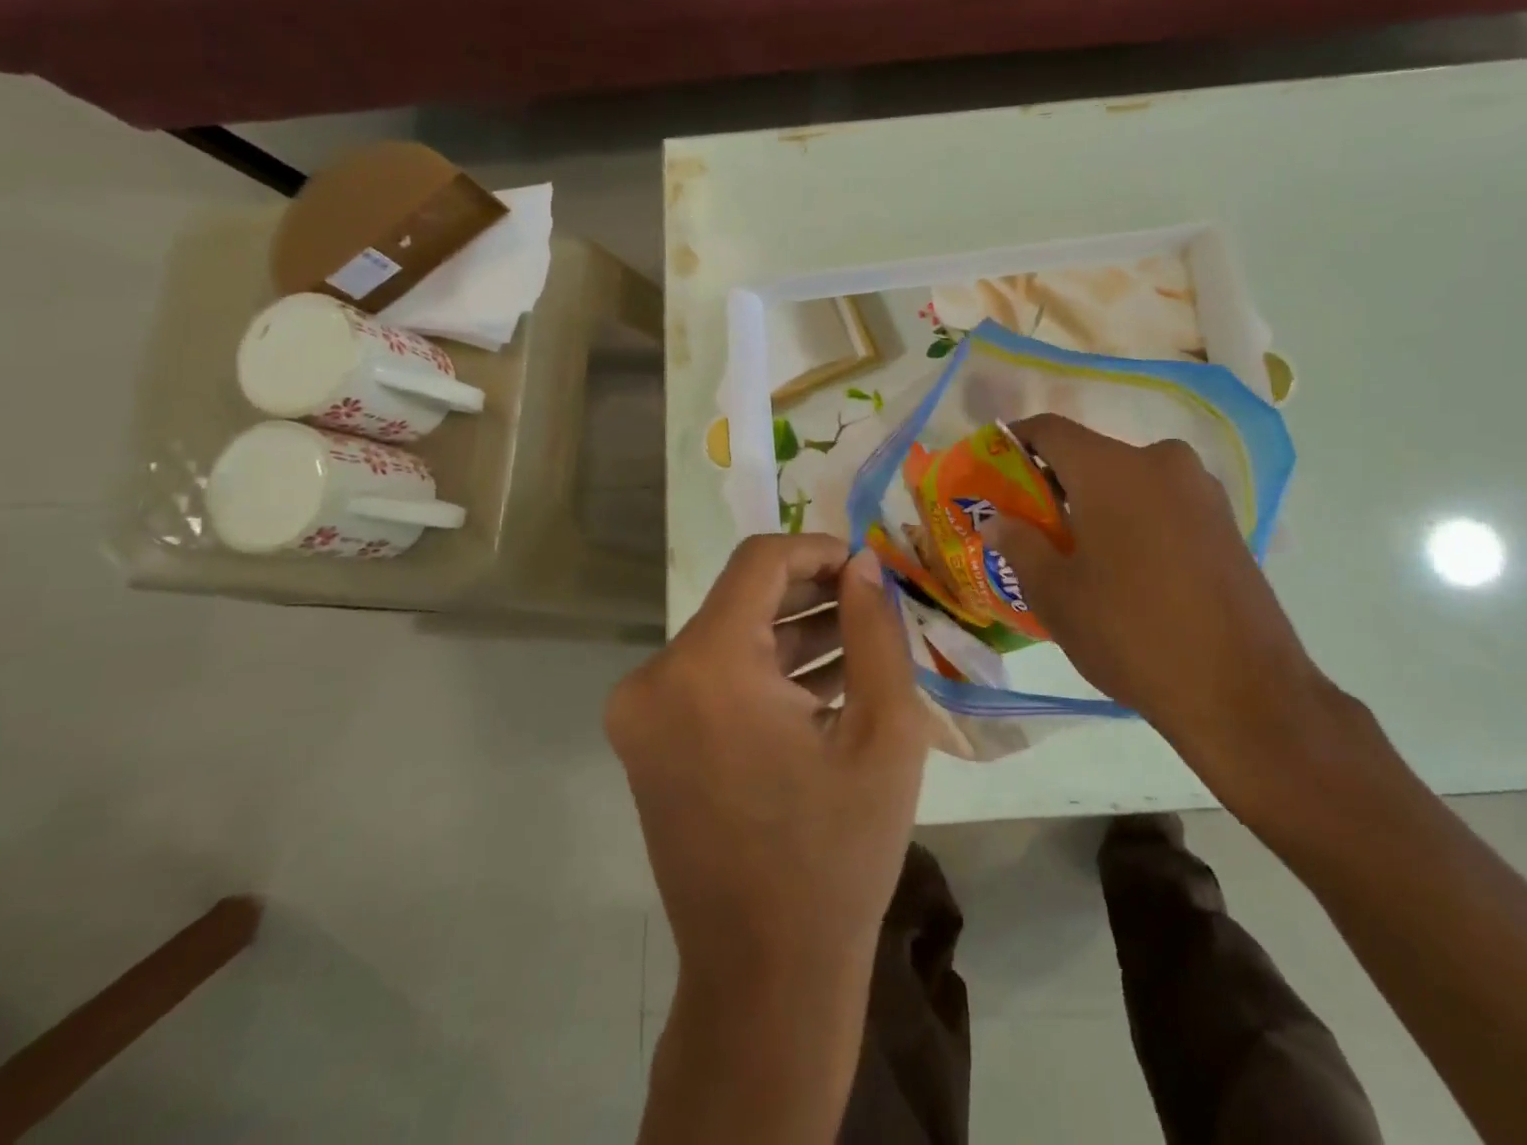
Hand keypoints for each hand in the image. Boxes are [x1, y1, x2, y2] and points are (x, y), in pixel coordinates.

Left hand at [607, 534, 926, 999]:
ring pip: (731, 637)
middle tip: (875, 607)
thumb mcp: (883, 729)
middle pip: (743, 597)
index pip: (761, 560)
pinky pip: (715, 678)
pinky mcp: (649, 742)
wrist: (766, 978)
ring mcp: (643, 714)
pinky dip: (767, 672)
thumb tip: (862, 566)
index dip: (819, 549)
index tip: (868, 569)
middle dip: (813, 593)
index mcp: (706, 667)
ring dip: (795, 633)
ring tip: (863, 644)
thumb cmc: (836, 852)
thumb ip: (875, 630)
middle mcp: (656, 679)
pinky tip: (827, 683)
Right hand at [987, 414, 1359, 822]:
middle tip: (1029, 523)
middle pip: (1091, 455)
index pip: (1050, 430)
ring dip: (1096, 502)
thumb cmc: (1130, 632)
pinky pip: (1162, 502)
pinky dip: (1132, 518)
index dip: (1015, 441)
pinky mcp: (1226, 522)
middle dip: (1055, 481)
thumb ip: (1018, 544)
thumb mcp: (1055, 594)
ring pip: (1129, 479)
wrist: (1242, 691)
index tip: (994, 466)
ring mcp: (1201, 490)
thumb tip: (997, 520)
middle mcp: (1160, 462)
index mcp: (1112, 468)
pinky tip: (1124, 566)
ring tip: (1075, 551)